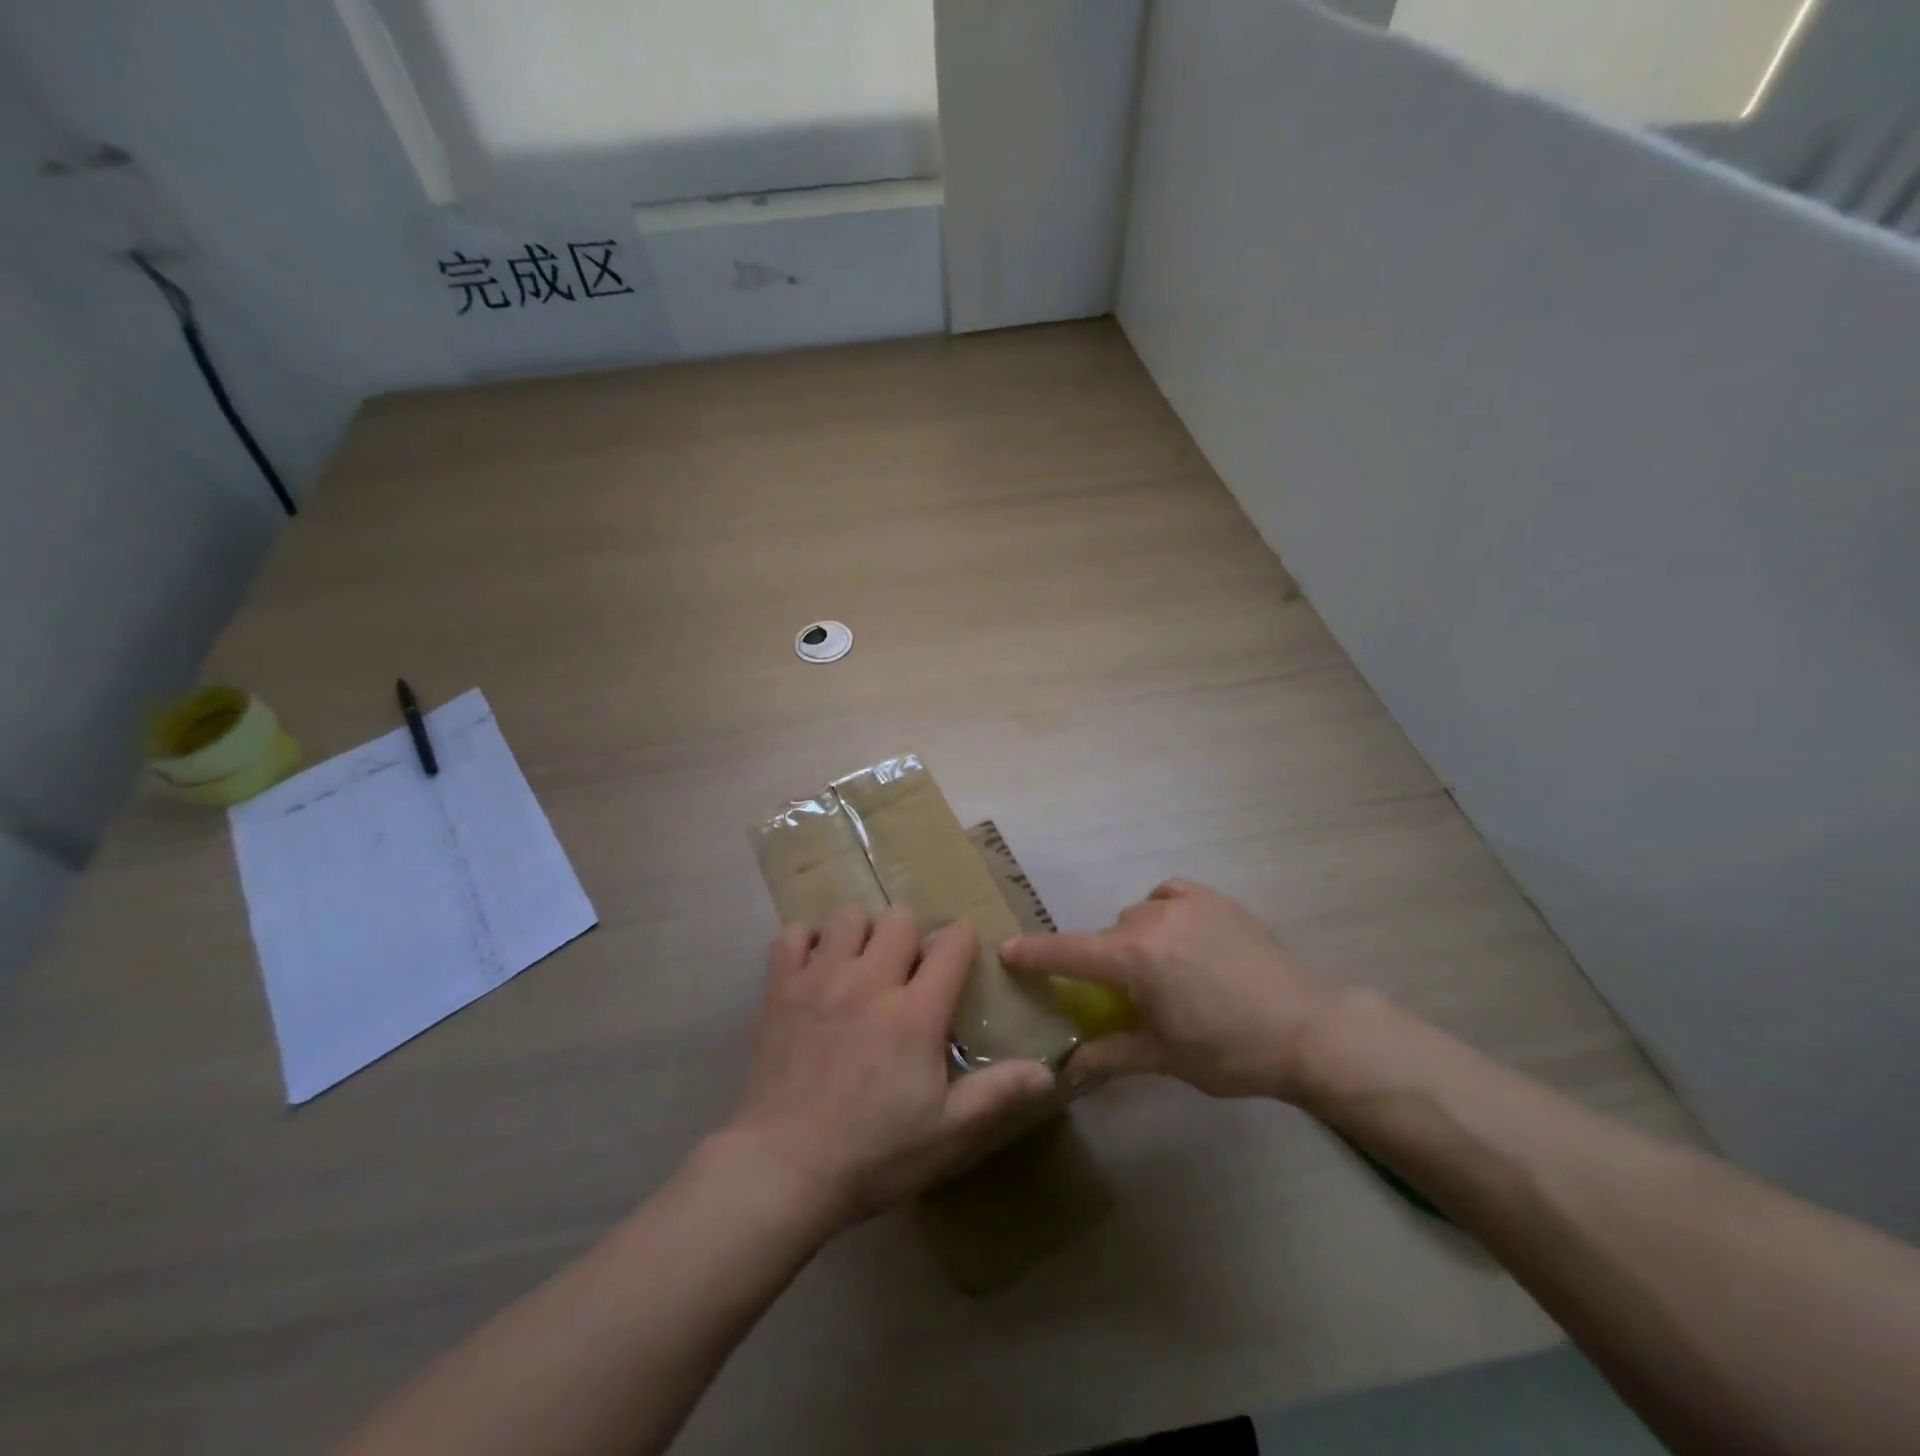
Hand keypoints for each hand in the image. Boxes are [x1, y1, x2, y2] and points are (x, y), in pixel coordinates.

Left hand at [727, 906, 1057, 1228]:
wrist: (783, 1169)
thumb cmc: (873, 1154)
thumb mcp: (947, 1133)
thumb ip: (997, 1094)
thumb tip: (1048, 1073)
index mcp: (915, 1012)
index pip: (952, 944)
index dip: (962, 941)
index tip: (960, 956)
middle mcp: (870, 981)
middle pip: (900, 918)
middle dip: (912, 934)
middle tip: (907, 969)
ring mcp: (821, 979)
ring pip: (849, 916)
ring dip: (861, 932)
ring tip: (860, 964)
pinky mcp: (780, 988)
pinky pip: (793, 935)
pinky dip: (807, 942)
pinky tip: (814, 968)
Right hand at [1002, 880, 1345, 1101]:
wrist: (1308, 1027)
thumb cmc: (1232, 1050)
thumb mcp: (1166, 1057)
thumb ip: (1112, 1054)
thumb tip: (1070, 1067)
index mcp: (1135, 959)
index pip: (1070, 953)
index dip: (1035, 953)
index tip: (1006, 949)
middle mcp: (1152, 920)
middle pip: (1108, 936)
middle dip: (1108, 963)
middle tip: (1131, 997)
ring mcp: (1185, 904)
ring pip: (1137, 914)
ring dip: (1136, 940)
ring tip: (1166, 971)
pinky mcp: (1214, 899)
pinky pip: (1167, 894)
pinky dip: (1161, 909)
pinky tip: (1177, 933)